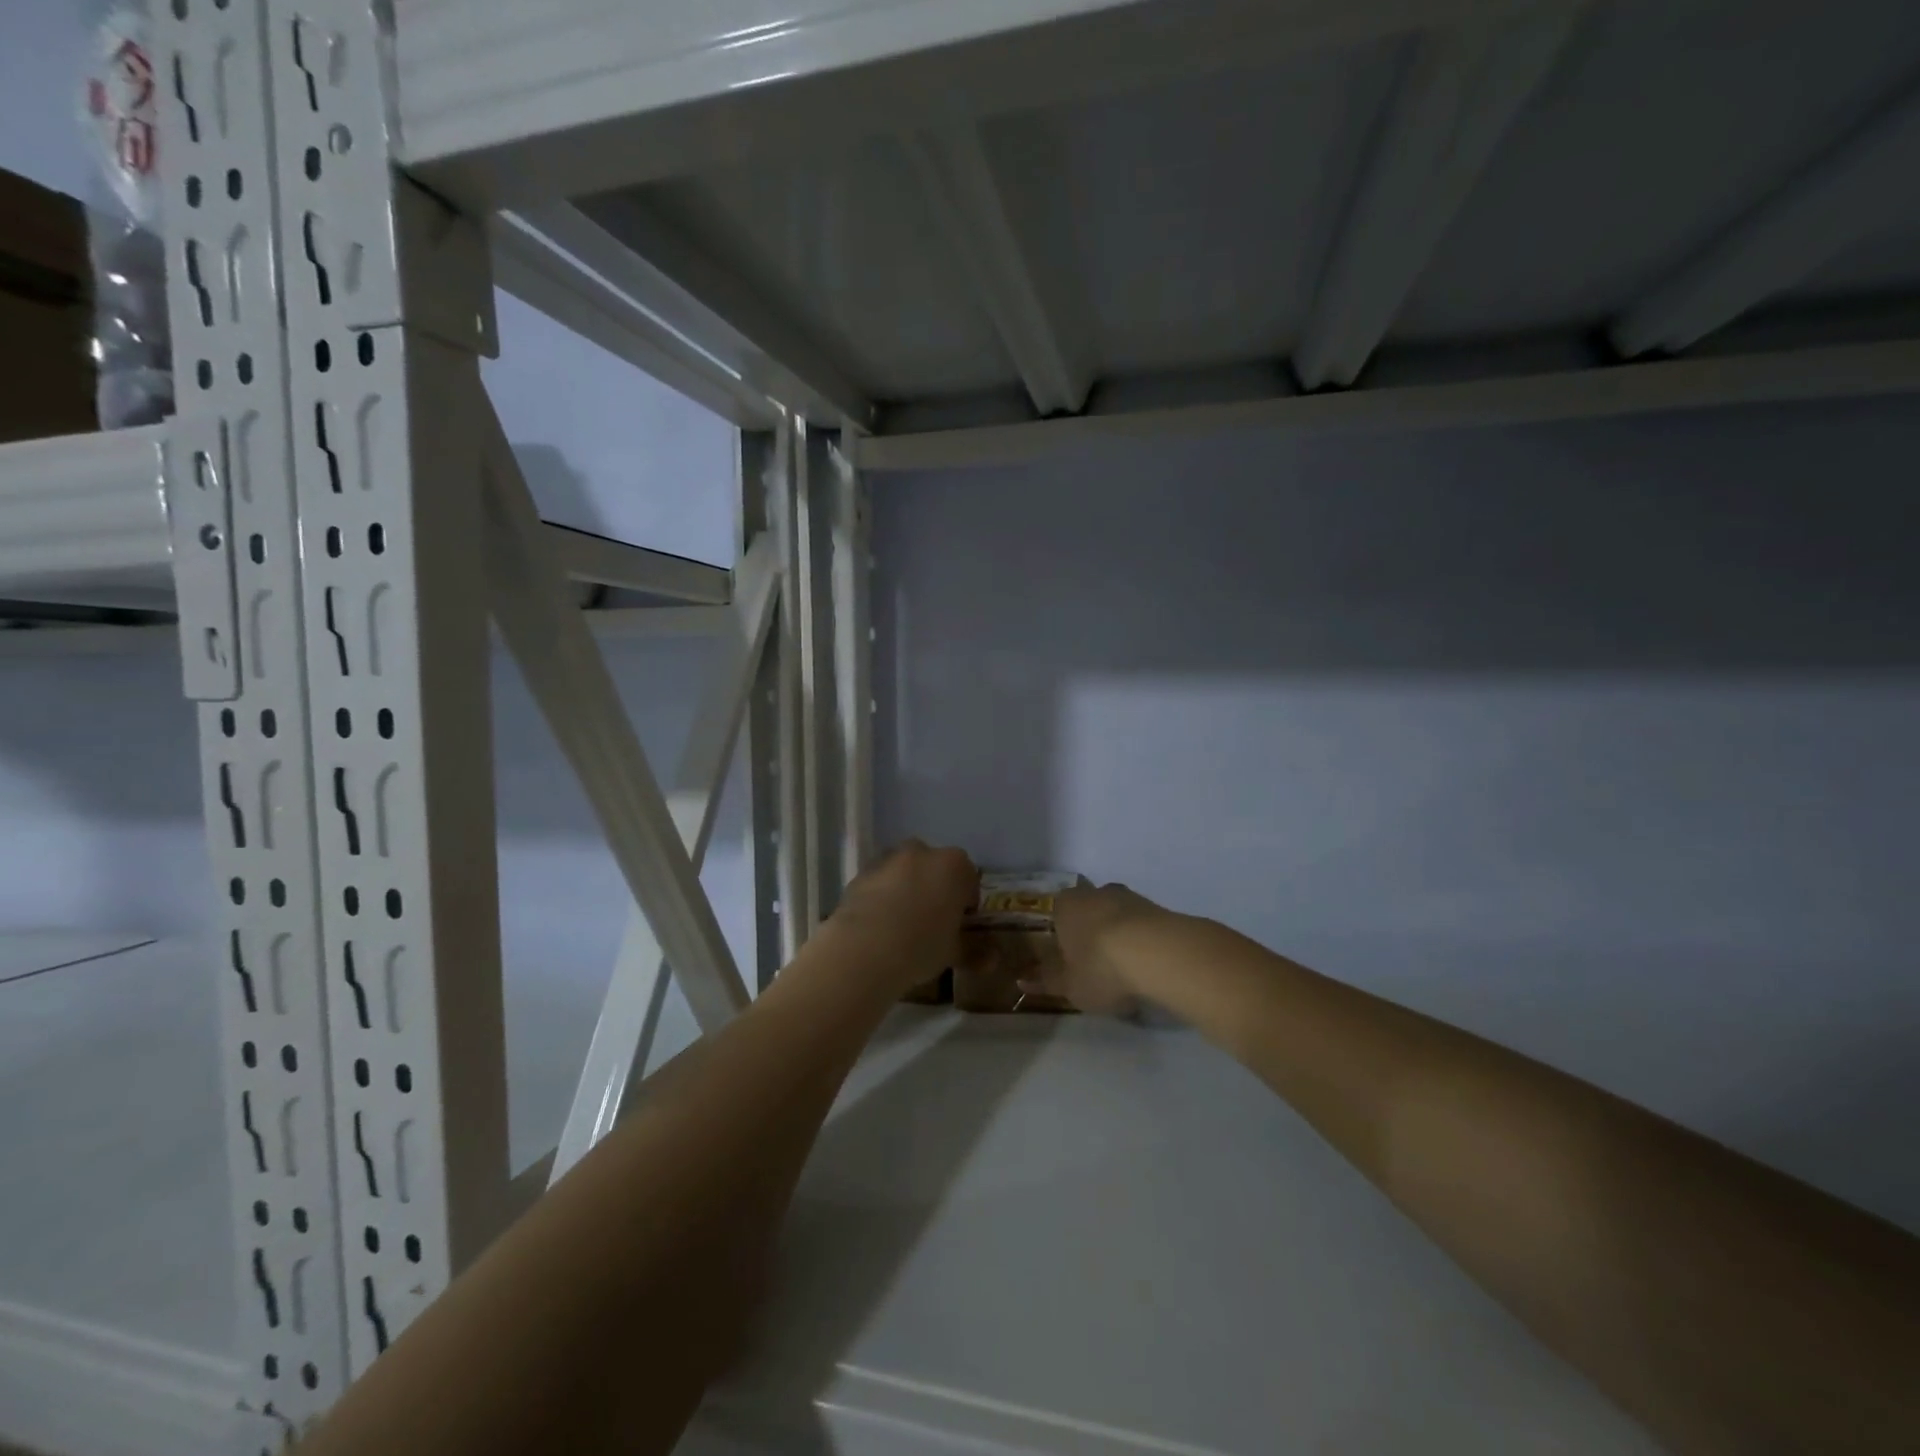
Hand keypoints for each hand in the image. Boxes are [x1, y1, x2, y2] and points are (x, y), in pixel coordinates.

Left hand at [831, 840, 978, 992]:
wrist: (864, 947)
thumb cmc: (921, 945)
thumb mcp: (954, 952)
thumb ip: (975, 952)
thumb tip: (992, 960)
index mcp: (954, 865)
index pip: (969, 879)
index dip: (966, 903)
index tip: (959, 925)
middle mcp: (922, 852)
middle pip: (934, 868)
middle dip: (935, 888)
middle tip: (931, 922)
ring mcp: (888, 859)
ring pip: (904, 871)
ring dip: (906, 888)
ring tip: (901, 924)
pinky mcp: (860, 873)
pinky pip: (879, 882)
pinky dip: (881, 896)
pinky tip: (878, 925)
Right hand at [1032, 881, 1169, 1014]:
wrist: (1158, 954)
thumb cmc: (1099, 966)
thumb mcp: (1068, 985)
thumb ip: (1047, 981)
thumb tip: (1023, 980)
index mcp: (1064, 905)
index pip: (1055, 916)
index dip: (1060, 939)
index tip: (1065, 961)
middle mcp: (1094, 892)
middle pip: (1087, 912)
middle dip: (1089, 935)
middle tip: (1093, 966)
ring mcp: (1129, 897)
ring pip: (1116, 917)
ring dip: (1117, 937)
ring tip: (1123, 971)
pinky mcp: (1158, 908)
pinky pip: (1141, 926)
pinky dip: (1140, 942)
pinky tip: (1145, 967)